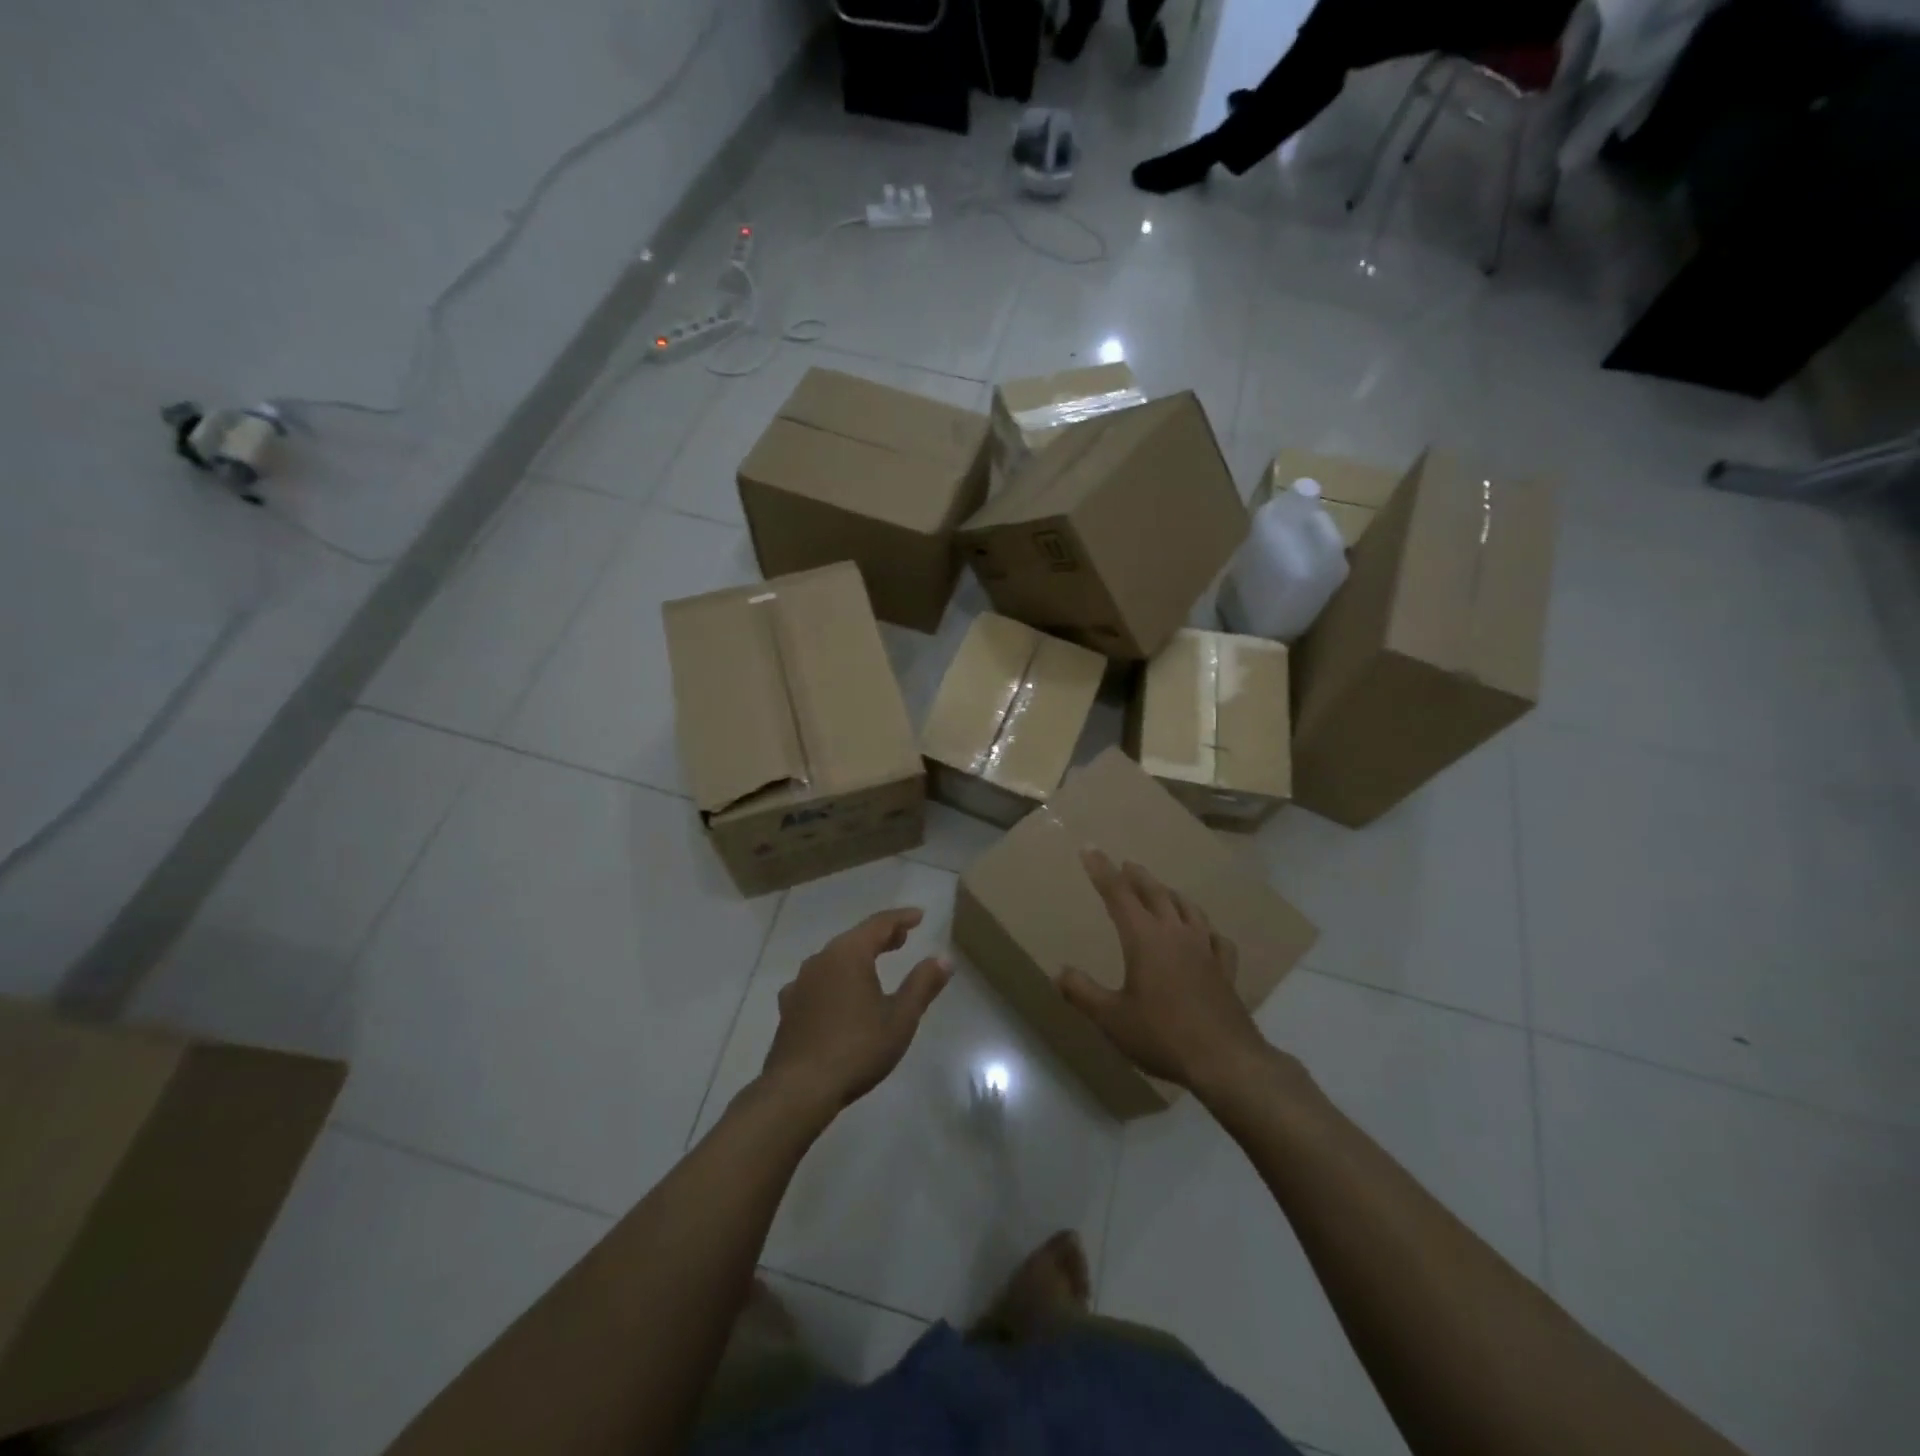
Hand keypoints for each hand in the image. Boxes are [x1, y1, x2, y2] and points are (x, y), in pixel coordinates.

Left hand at [761, 908, 951, 1114]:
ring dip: (857, 956)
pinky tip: (839, 994)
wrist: (799, 1088)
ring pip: (834, 958)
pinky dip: (836, 978)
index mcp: (848, 954)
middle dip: (880, 936)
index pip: (878, 924)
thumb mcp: (900, 1018)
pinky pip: (818, 980)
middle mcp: (820, 960)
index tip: (919, 916)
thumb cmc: (857, 1048)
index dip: (901, 918)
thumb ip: (922, 985)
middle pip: (854, 938)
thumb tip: (943, 958)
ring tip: (875, 964)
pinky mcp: (789, 1007)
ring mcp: (800, 983)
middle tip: (902, 938)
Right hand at [1059, 849, 1272, 1092]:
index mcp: (1145, 939)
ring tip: (1163, 890)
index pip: (1118, 895)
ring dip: (1171, 894)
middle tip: (1126, 864)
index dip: (1102, 870)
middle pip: (1155, 894)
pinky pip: (1217, 939)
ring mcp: (1205, 950)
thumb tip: (1058, 971)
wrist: (1225, 1059)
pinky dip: (1206, 930)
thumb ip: (1082, 992)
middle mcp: (1176, 934)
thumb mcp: (1111, 1018)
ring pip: (1188, 909)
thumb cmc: (1162, 1035)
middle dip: (1137, 876)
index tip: (1089, 849)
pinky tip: (1207, 934)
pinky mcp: (1225, 970)